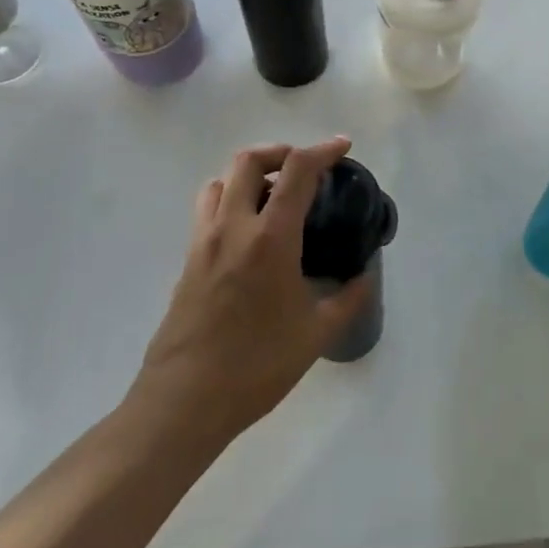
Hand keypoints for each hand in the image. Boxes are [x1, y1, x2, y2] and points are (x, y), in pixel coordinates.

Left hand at [131, 136, 368, 448]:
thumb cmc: (257, 365)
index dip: (323, 150)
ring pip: (219, 182)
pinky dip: (230, 202)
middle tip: (303, 168)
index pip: (297, 171)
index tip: (343, 147)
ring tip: (272, 196)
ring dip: (248, 176)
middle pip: (249, 161)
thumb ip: (348, 298)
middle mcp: (233, 228)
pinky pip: (207, 212)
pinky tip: (249, 235)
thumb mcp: (317, 334)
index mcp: (270, 238)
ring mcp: (203, 243)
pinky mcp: (187, 262)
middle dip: (280, 152)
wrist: (184, 401)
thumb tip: (364, 278)